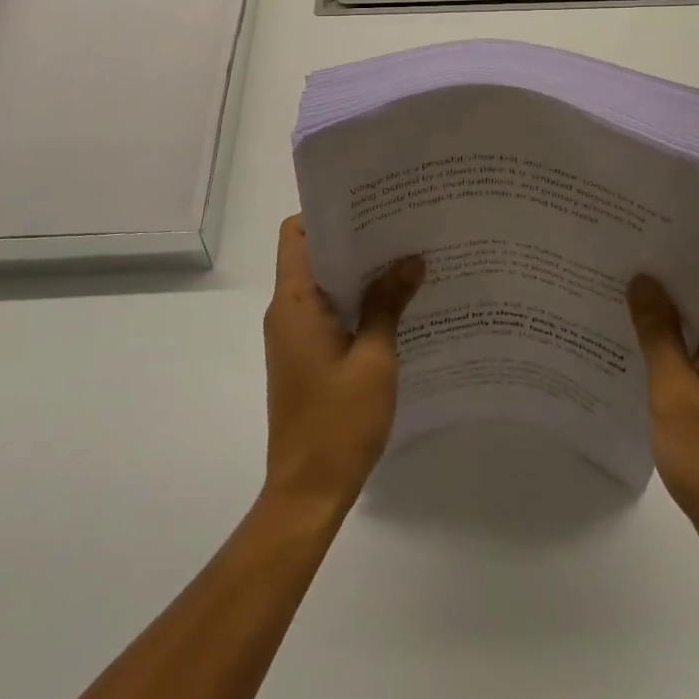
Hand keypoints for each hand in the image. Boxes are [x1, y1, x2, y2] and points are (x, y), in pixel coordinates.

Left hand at [262, 216, 424, 511]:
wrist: (307, 492)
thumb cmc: (338, 422)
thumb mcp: (375, 359)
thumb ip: (389, 304)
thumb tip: (411, 260)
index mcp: (295, 303)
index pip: (297, 234)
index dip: (328, 213)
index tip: (370, 206)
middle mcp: (286, 312)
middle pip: (313, 254)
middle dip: (355, 239)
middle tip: (401, 227)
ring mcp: (293, 336)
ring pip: (323, 284)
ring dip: (359, 272)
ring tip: (405, 259)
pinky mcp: (304, 356)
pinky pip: (328, 312)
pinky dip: (355, 301)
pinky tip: (394, 304)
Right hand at [627, 250, 698, 566]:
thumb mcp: (677, 397)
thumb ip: (659, 335)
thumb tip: (642, 278)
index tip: (660, 213)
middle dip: (670, 257)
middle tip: (621, 237)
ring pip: (696, 312)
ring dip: (662, 294)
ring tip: (613, 272)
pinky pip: (688, 342)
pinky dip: (661, 329)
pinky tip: (623, 328)